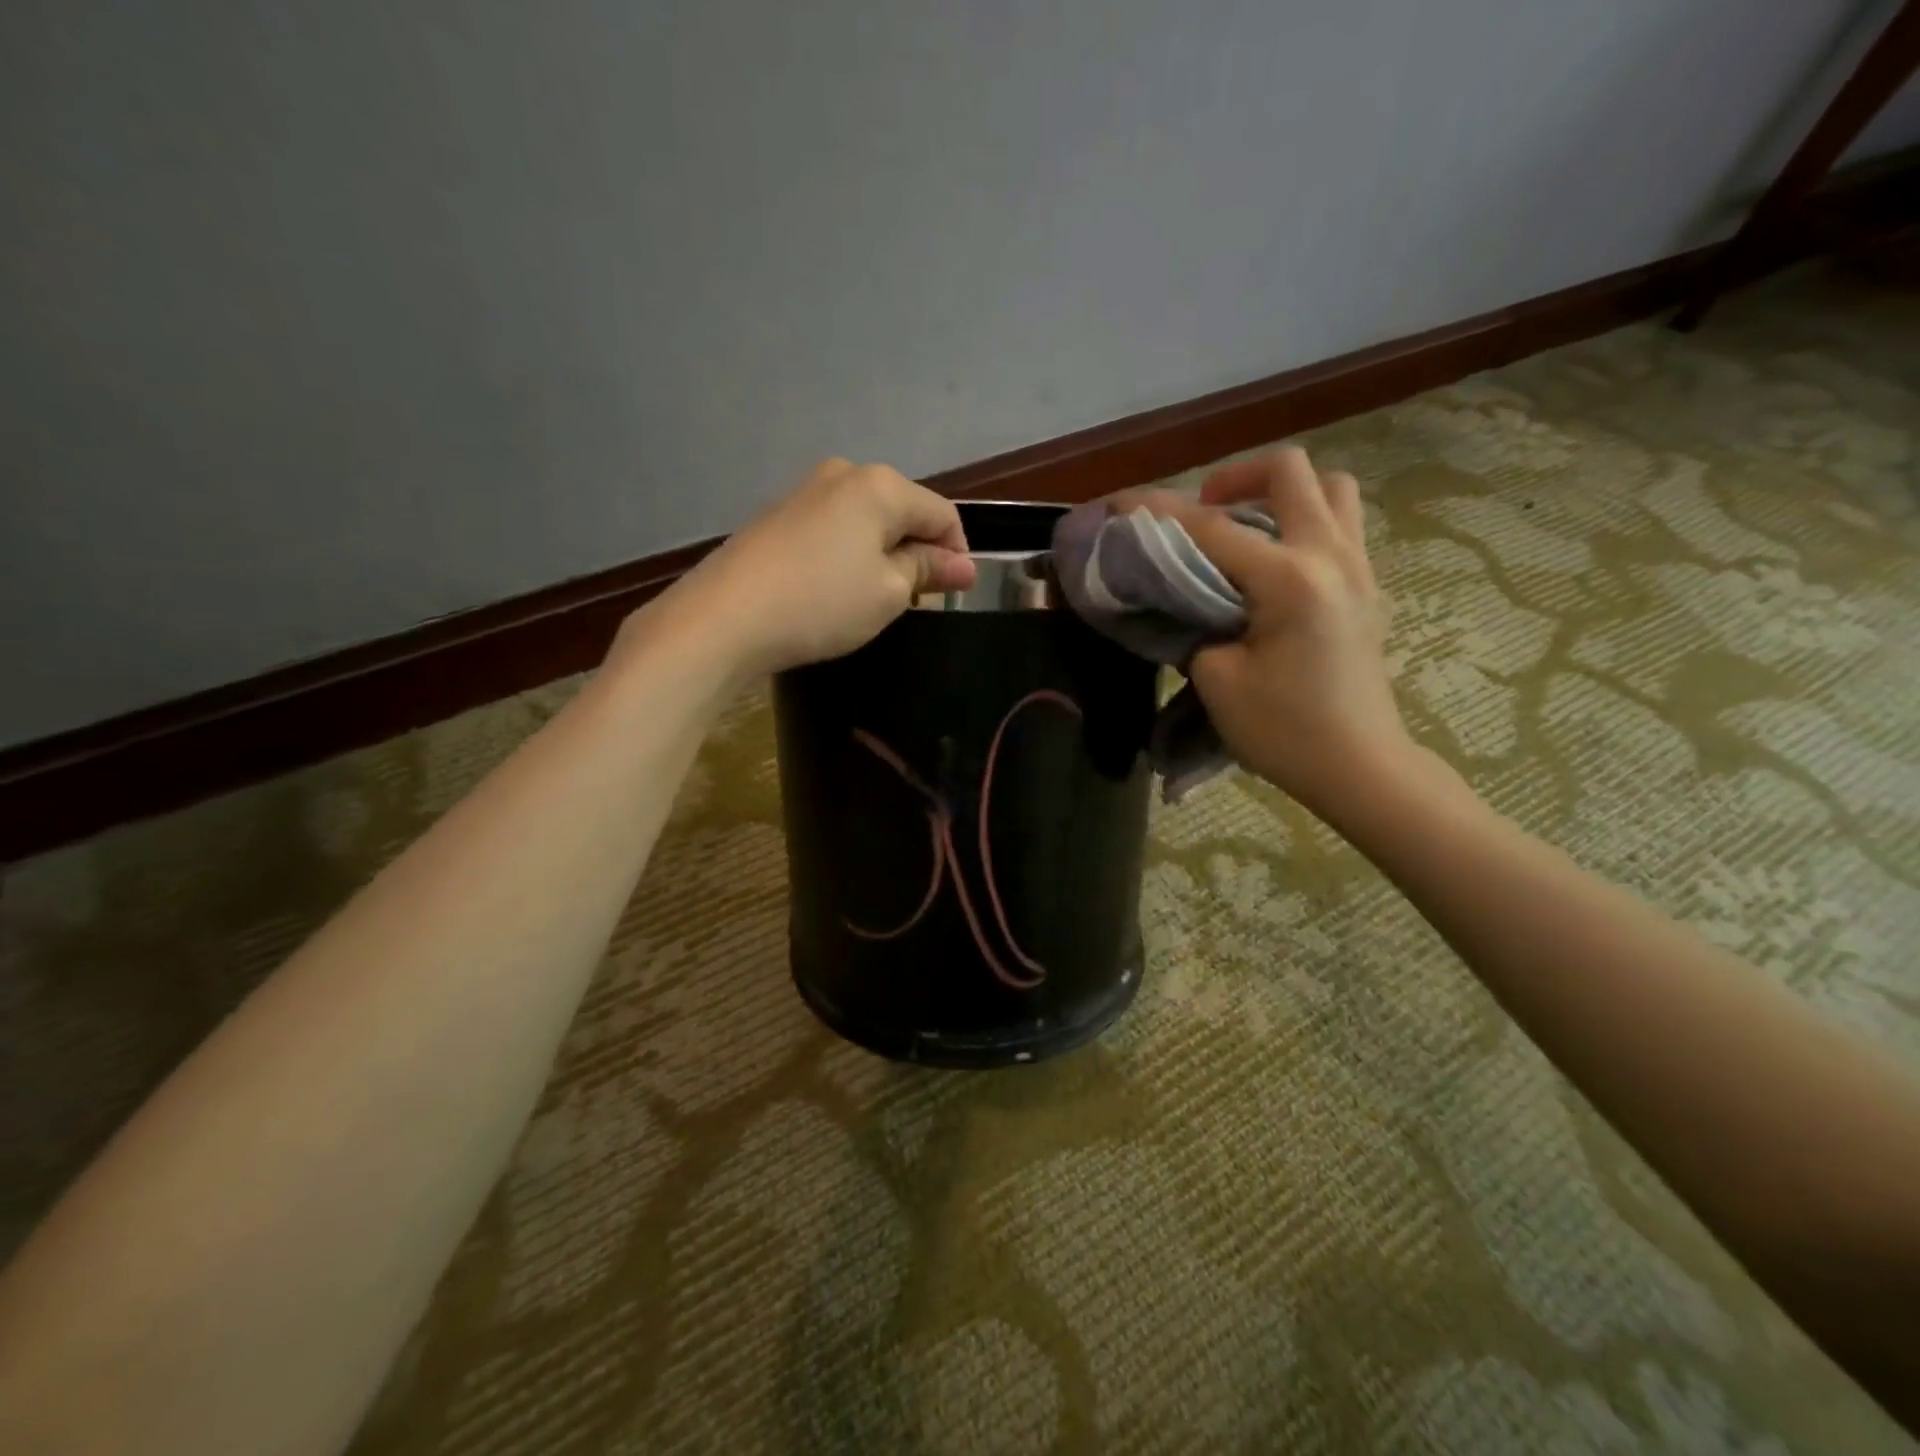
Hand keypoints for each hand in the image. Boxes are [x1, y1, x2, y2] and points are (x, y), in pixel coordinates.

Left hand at [651, 458, 976, 676]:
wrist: (725, 617)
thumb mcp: (888, 593)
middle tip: (913, 602)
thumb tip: (964, 565)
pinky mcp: (778, 516)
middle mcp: (844, 474)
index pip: (942, 514)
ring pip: (866, 522)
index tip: (953, 595)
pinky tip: (834, 591)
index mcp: (880, 486)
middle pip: (902, 512)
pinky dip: (848, 556)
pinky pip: (833, 530)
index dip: (957, 554)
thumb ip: (928, 571)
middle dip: (917, 553)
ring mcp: (805, 492)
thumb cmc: (822, 603)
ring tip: (873, 601)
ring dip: (882, 556)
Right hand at [1140, 447, 1416, 824]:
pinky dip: (1304, 523)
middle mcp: (1331, 557)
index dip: (1157, 510)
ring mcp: (1359, 568)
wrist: (1359, 767)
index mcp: (1290, 579)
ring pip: (1330, 490)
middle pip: (1289, 472)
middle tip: (1203, 510)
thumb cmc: (1285, 731)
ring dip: (1282, 494)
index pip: (1211, 527)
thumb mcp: (1217, 680)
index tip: (1118, 502)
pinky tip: (1273, 565)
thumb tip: (1191, 602)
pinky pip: (1340, 526)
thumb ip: (1196, 625)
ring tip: (1247, 528)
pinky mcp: (1367, 588)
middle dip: (1235, 477)